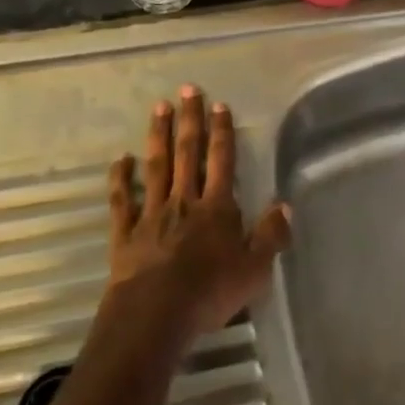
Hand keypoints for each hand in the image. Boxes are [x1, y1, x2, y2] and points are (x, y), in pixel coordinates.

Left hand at [106, 86, 290, 346]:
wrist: (155, 314)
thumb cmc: (209, 292)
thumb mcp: (254, 270)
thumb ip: (270, 236)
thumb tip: (284, 205)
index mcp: (215, 208)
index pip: (221, 161)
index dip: (222, 132)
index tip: (219, 104)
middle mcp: (183, 201)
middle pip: (188, 153)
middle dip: (190, 120)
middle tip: (187, 89)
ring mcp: (152, 213)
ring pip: (156, 166)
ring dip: (158, 135)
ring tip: (159, 107)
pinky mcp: (126, 232)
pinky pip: (122, 200)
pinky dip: (120, 178)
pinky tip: (120, 158)